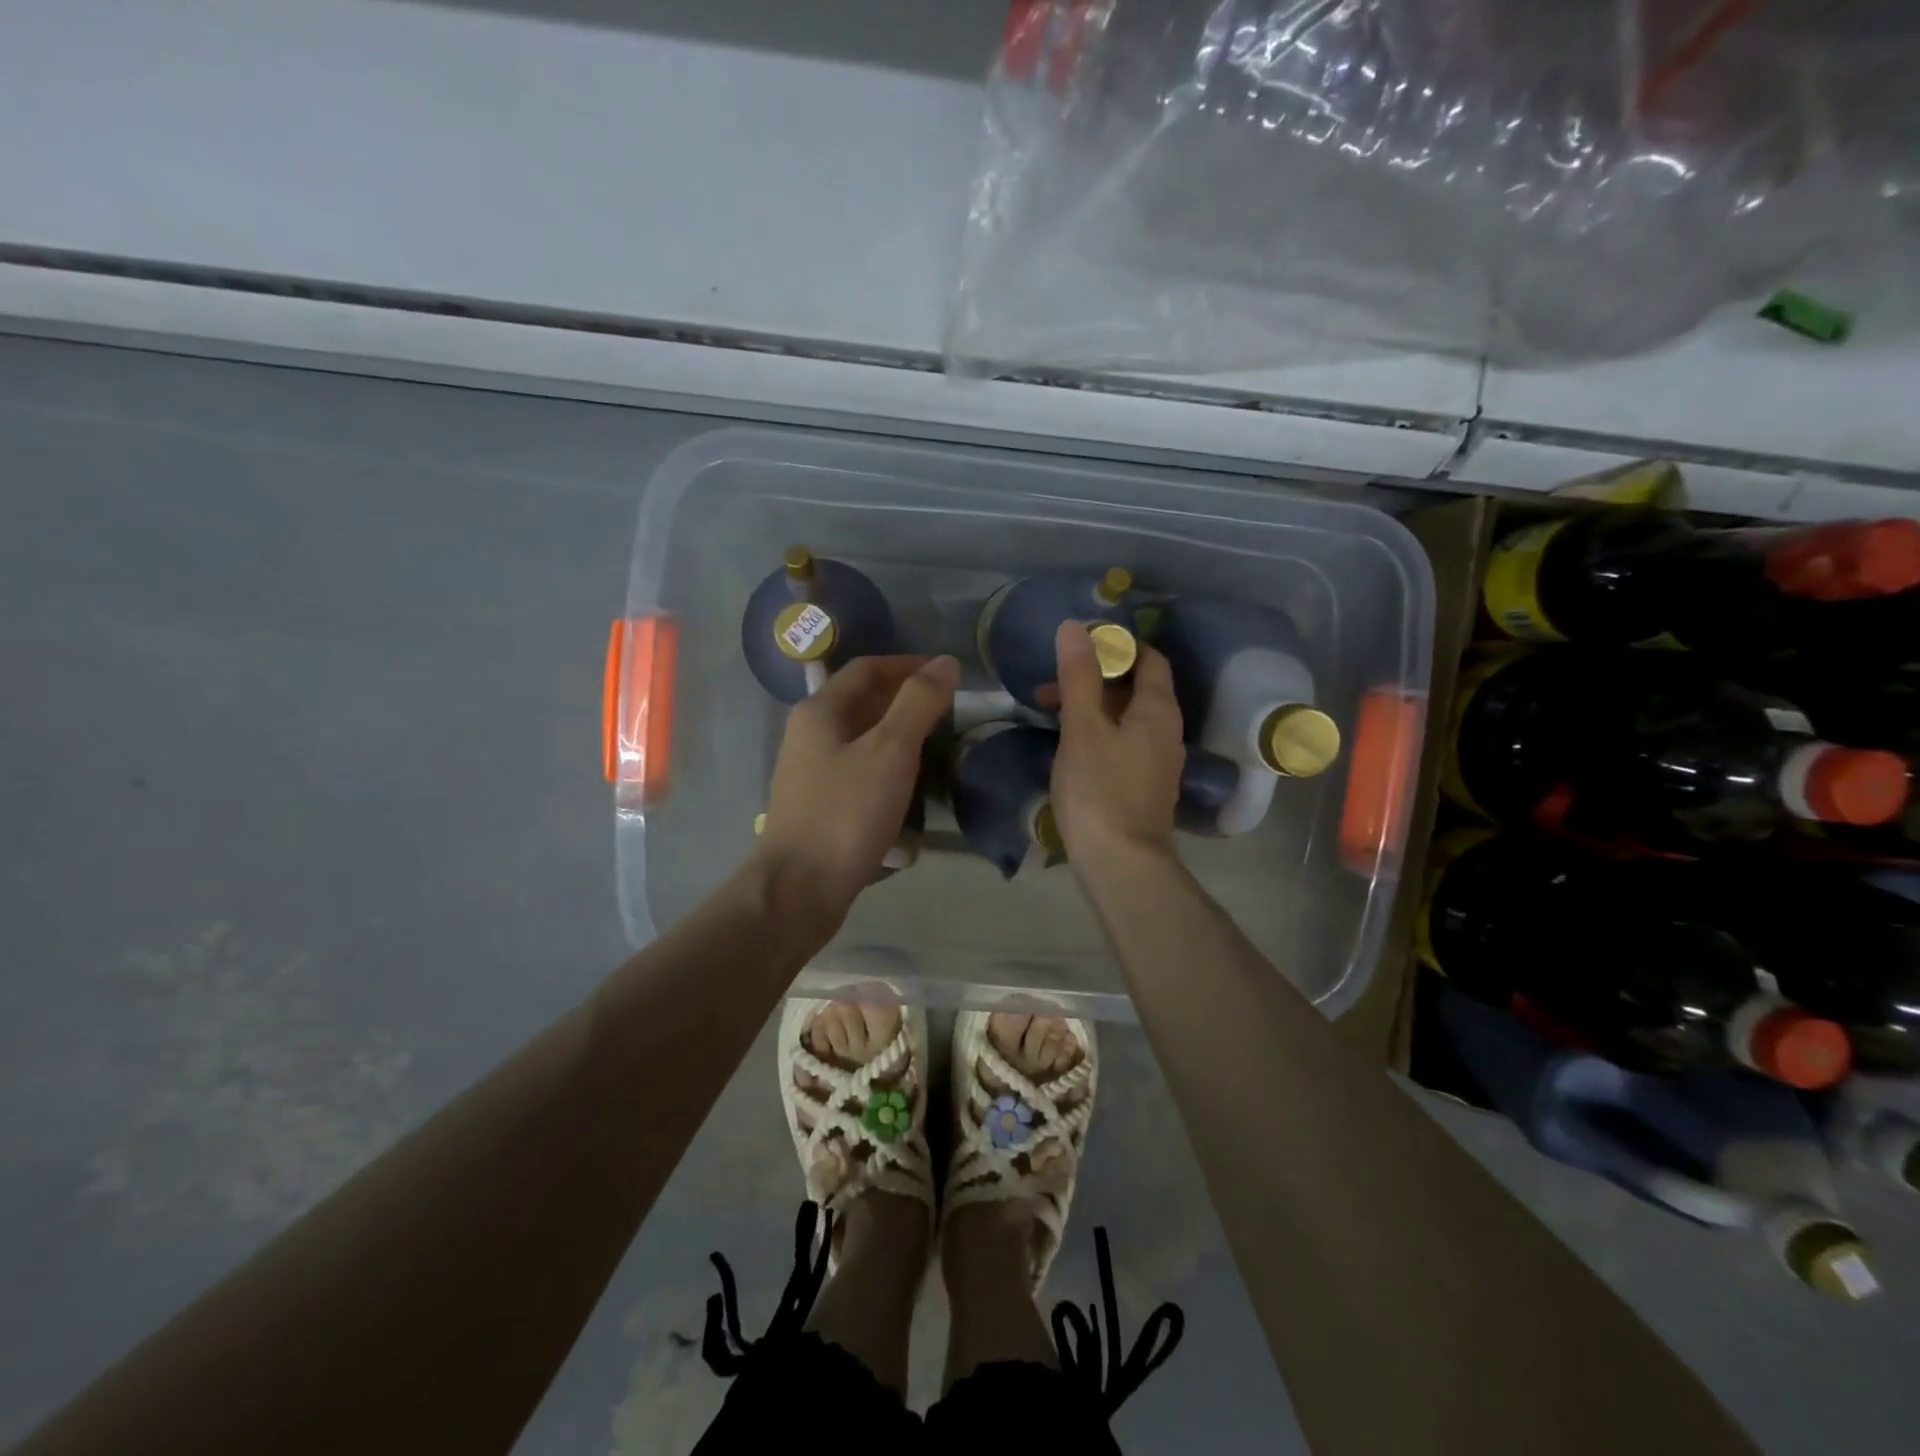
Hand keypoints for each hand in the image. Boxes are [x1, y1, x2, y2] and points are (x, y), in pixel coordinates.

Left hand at [755, 654, 958, 923]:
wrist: (799, 888)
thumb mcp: (890, 751)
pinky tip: (910, 783)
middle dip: (905, 697)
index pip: (868, 668)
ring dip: (898, 732)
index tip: (947, 673)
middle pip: (861, 700)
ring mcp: (812, 771)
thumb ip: (919, 703)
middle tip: (948, 708)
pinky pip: (859, 769)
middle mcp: (810, 733)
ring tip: (937, 742)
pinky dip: (887, 765)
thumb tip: (946, 662)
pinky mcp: (820, 803)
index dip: (908, 665)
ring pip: (861, 737)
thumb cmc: (846, 813)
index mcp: (820, 711)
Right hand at [1048, 621, 1183, 880]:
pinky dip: (1098, 734)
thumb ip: (1079, 677)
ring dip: (1092, 708)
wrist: (1121, 864)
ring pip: (1126, 718)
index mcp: (1158, 710)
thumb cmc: (1100, 790)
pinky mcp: (1144, 786)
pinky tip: (1069, 748)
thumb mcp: (1083, 728)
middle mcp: (1166, 731)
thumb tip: (1074, 627)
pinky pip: (1123, 744)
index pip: (1148, 659)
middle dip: (1094, 680)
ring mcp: (1157, 761)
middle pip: (1135, 689)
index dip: (1118, 646)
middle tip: (1049, 687)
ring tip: (1050, 715)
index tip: (1077, 648)